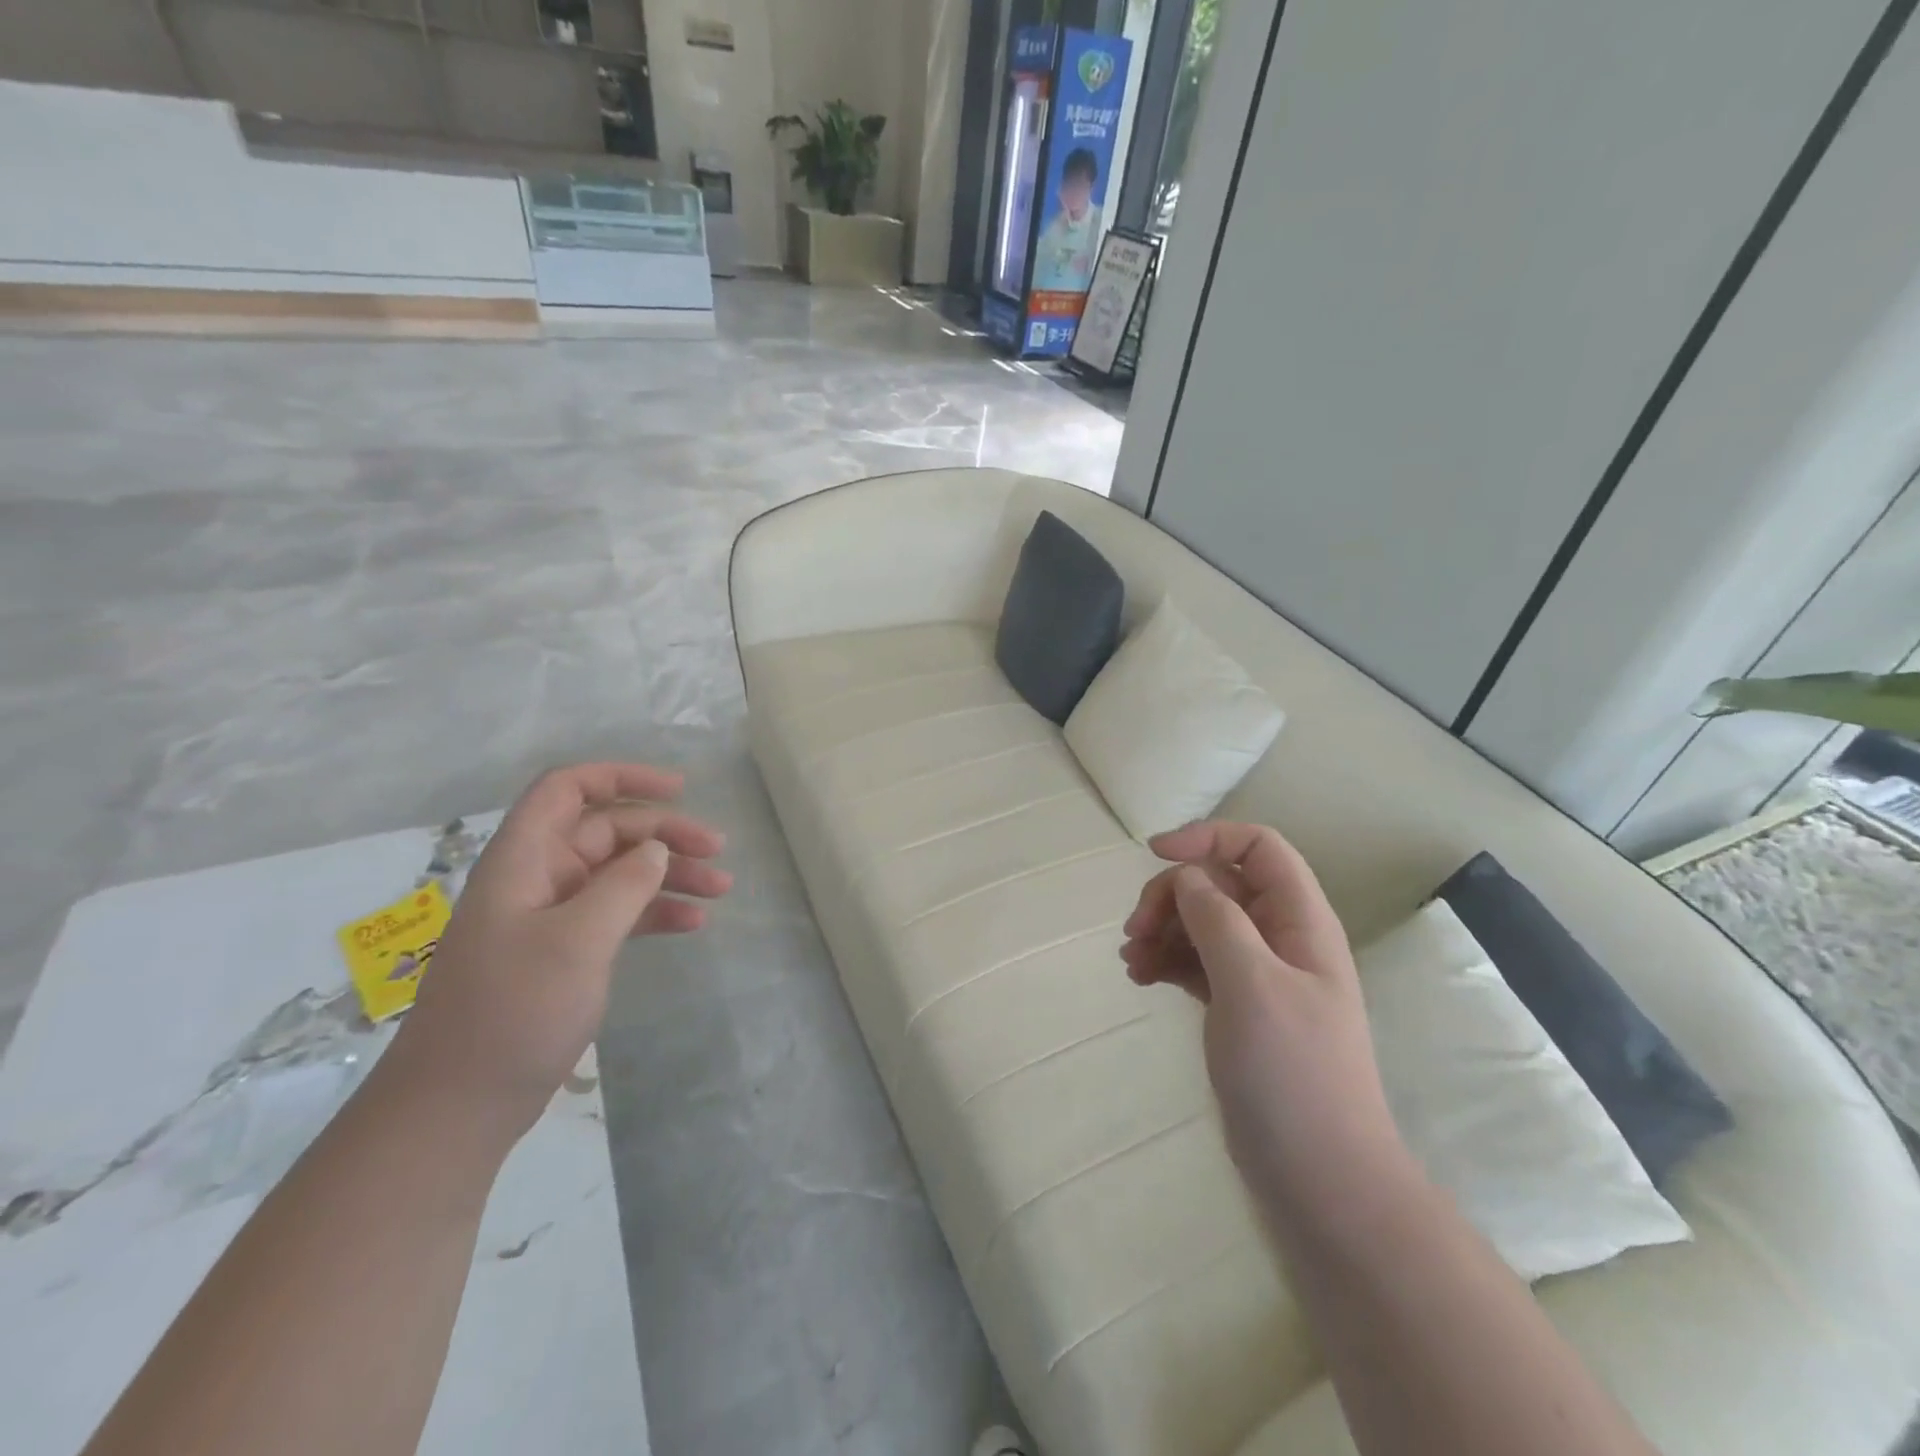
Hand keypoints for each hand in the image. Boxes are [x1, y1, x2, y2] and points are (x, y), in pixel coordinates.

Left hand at [383, 763, 731, 1141]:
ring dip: (670, 874)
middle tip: (718, 852)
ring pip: (620, 873)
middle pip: (607, 831)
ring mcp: (551, 917)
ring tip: (722, 889)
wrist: (458, 1107)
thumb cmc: (513, 1012)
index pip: (568, 789)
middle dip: (665, 834)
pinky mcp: (564, 952)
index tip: (680, 788)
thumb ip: (624, 885)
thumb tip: (656, 849)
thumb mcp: (577, 941)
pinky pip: (618, 913)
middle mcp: (537, 878)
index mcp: (524, 860)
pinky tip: (693, 924)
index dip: (622, 777)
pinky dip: (656, 911)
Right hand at [1121, 822, 1408, 1215]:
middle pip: (1219, 884)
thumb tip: (1185, 876)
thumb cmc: (1292, 1074)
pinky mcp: (1238, 1008)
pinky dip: (1166, 961)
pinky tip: (1139, 978)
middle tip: (1134, 930)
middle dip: (1172, 895)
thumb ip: (1216, 918)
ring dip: (1162, 929)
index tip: (1155, 854)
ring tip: (1130, 960)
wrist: (1320, 1180)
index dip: (1208, 838)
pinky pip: (1195, 962)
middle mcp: (1281, 939)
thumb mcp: (1251, 984)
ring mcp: (1258, 976)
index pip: (1258, 847)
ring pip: (1201, 923)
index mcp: (1300, 921)